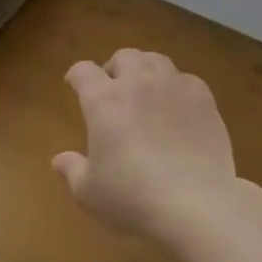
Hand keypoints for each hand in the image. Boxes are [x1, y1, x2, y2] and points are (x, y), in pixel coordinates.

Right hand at [55, 48, 236, 240]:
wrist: (196, 205)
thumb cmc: (133, 197)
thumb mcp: (89, 192)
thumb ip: (72, 170)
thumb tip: (58, 160)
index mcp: (104, 100)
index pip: (83, 71)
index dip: (76, 76)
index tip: (74, 85)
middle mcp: (137, 83)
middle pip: (124, 56)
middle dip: (115, 68)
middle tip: (114, 89)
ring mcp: (173, 87)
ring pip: (156, 60)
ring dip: (146, 70)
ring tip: (147, 90)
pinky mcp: (203, 98)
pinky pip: (186, 79)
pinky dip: (177, 87)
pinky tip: (178, 107)